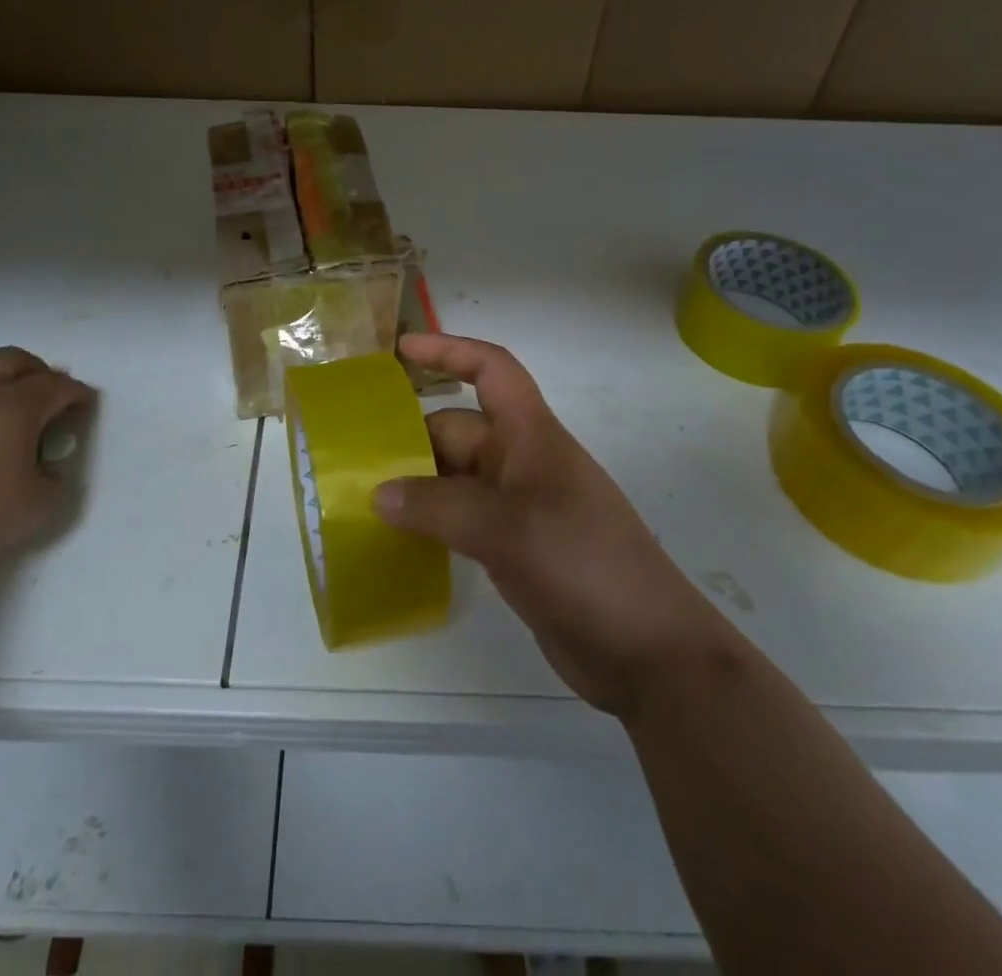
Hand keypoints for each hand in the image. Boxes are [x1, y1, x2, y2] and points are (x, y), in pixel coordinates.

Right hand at [374, 334, 718, 719]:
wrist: (649, 652)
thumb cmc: (585, 565)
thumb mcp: (509, 529)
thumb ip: (438, 507)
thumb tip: (378, 494)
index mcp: (531, 436)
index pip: (492, 371)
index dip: (449, 351)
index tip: (401, 349)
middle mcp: (522, 464)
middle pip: (458, 431)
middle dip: (410, 438)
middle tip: (353, 459)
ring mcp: (518, 509)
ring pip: (455, 478)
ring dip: (414, 484)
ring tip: (362, 498)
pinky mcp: (513, 550)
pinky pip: (460, 520)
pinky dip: (429, 522)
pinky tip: (397, 538)